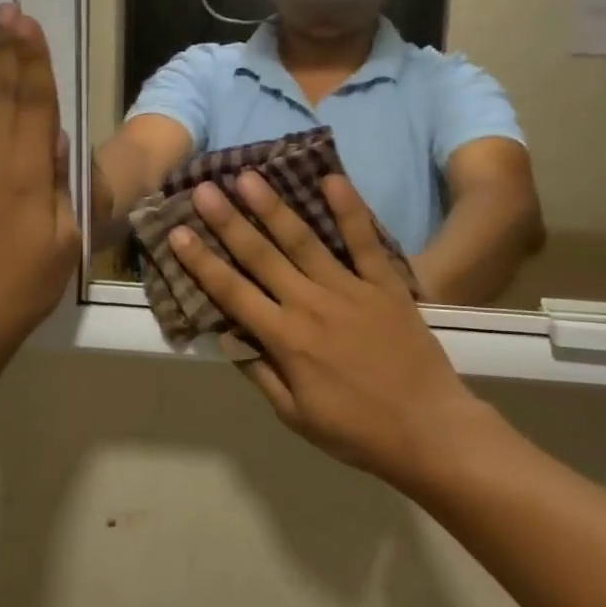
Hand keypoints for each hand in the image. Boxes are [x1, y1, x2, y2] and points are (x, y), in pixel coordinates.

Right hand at [167, 171, 479, 482]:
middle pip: (261, 256)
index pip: (232, 292)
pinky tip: (331, 179)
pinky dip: (349, 209)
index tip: (178, 233)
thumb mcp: (296, 415)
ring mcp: (349, 289)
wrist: (428, 429)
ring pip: (304, 241)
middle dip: (228, 222)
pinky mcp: (385, 284)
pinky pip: (364, 242)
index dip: (201, 262)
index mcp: (285, 339)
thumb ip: (260, 371)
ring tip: (249, 176)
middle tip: (203, 189)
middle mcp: (310, 305)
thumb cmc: (357, 430)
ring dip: (273, 207)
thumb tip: (226, 335)